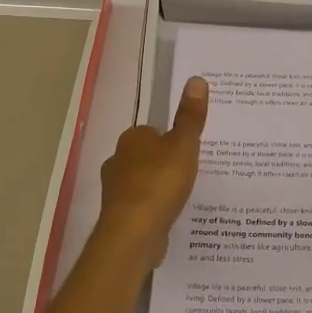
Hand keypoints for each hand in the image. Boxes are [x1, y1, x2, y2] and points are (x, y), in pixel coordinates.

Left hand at [94, 76, 207, 269]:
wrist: (134, 233)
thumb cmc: (160, 182)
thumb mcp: (184, 145)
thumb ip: (190, 116)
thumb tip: (196, 80)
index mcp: (132, 138)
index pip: (152, 132)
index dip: (170, 140)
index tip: (189, 150)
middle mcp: (118, 161)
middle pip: (145, 157)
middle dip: (163, 164)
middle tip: (190, 172)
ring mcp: (115, 191)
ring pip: (141, 182)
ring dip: (157, 187)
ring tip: (183, 196)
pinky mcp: (119, 216)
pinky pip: (141, 206)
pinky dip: (154, 209)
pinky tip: (170, 215)